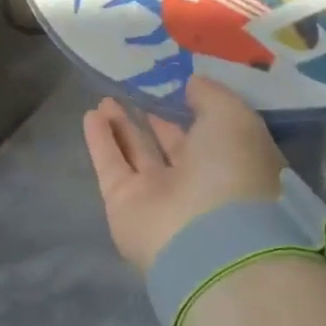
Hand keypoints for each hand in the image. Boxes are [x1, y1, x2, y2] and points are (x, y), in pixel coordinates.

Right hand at [83, 77, 285, 272]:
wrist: (207, 241)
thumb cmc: (233, 173)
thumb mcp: (234, 119)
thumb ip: (212, 96)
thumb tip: (192, 84)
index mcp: (233, 164)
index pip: (211, 134)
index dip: (193, 111)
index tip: (175, 86)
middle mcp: (197, 183)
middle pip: (171, 146)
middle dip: (154, 120)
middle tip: (134, 91)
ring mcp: (159, 196)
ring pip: (137, 153)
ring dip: (122, 126)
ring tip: (105, 99)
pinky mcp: (124, 204)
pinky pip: (111, 164)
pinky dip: (100, 141)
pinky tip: (90, 115)